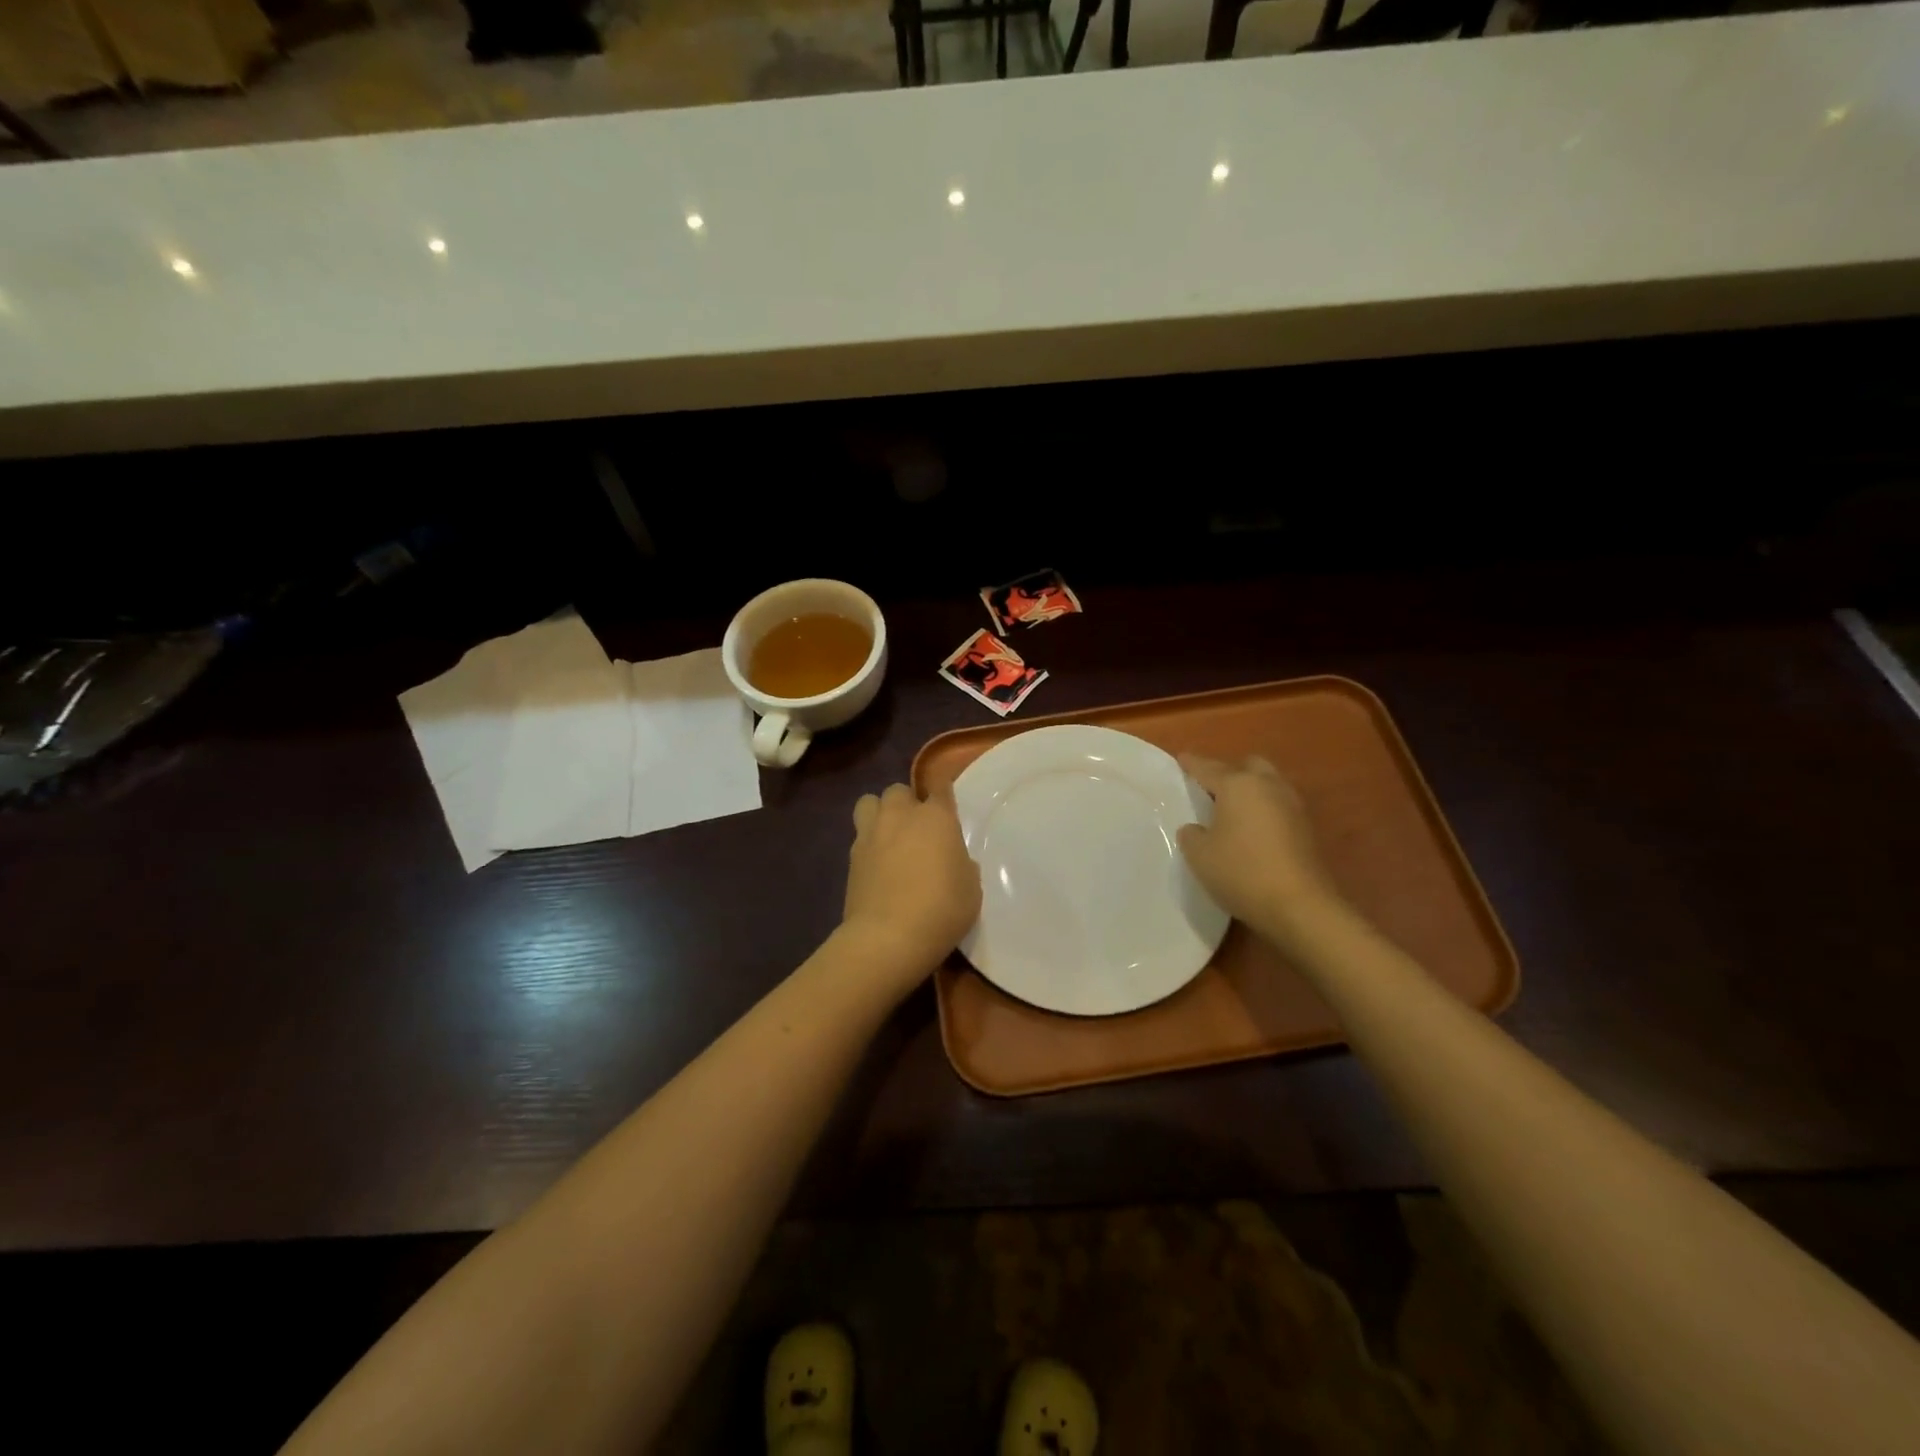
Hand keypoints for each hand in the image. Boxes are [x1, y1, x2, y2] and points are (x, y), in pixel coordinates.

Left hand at [840, 782, 981, 982]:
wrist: (887, 937)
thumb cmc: (941, 910)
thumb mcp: (971, 889)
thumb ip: (962, 865)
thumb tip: (951, 860)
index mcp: (936, 817)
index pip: (940, 786)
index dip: (943, 792)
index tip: (947, 804)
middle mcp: (901, 815)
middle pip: (899, 790)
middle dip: (907, 803)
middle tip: (917, 827)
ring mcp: (871, 833)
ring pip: (869, 802)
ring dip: (880, 812)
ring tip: (889, 835)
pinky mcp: (851, 856)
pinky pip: (859, 835)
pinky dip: (868, 842)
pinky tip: (876, 863)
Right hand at [1176, 754, 1347, 947]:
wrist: (1299, 906)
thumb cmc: (1241, 872)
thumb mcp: (1199, 855)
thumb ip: (1192, 835)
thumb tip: (1197, 828)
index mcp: (1238, 785)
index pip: (1208, 768)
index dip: (1192, 764)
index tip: (1181, 758)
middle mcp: (1268, 787)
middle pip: (1247, 766)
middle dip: (1230, 771)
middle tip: (1211, 788)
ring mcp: (1292, 806)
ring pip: (1268, 785)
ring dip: (1251, 791)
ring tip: (1232, 809)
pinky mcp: (1306, 829)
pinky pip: (1278, 807)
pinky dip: (1264, 810)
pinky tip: (1251, 829)